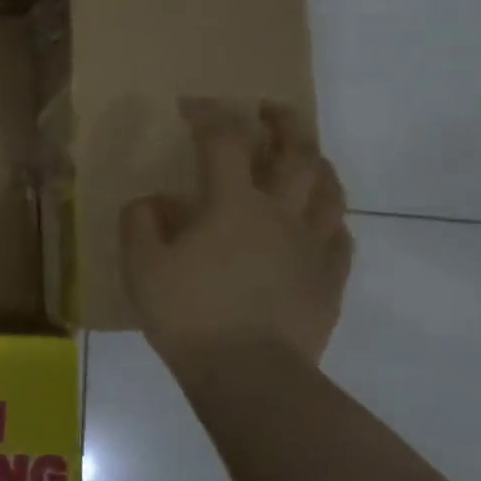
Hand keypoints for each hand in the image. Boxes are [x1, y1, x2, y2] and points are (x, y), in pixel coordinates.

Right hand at [120, 99, 352, 368]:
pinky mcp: (329, 279)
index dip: (209, 115)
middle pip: (296, 153)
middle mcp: (280, 214)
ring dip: (316, 162)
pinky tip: (318, 221)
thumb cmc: (188, 314)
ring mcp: (312, 246)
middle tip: (270, 109)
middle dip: (283, 122)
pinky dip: (327, 217)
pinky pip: (339, 236)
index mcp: (232, 205)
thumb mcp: (142, 266)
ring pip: (328, 189)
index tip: (191, 106)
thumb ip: (141, 223)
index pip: (224, 142)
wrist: (249, 374)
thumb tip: (155, 201)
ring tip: (304, 155)